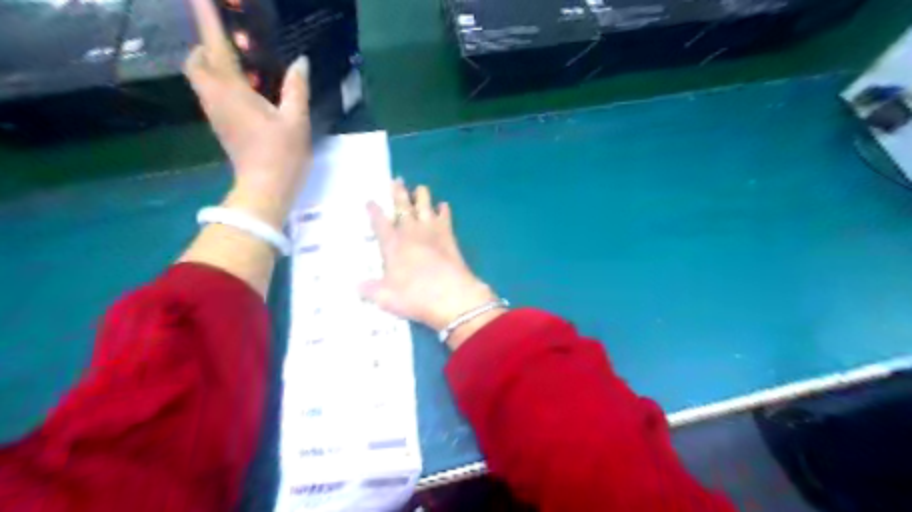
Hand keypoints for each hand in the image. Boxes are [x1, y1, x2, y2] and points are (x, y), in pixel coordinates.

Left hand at [185, 0, 313, 228]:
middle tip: (233, 44)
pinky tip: (251, 91)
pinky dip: (224, 83)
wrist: (265, 190)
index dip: (206, 18)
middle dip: (206, 45)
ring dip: (214, 64)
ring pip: (202, 78)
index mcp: (232, 92)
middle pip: (196, 62)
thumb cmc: (281, 155)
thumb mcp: (296, 121)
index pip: (214, 46)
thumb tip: (301, 62)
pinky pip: (214, 94)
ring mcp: (216, 114)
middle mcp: (216, 98)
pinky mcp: (223, 127)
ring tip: (246, 65)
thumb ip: (296, 89)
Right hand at [359, 181, 496, 335]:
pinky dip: (444, 210)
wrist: (452, 295)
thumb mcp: (385, 298)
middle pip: (403, 207)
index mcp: (392, 244)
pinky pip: (445, 217)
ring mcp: (432, 231)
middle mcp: (411, 232)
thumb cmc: (415, 296)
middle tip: (397, 180)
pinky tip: (443, 205)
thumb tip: (357, 286)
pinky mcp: (450, 236)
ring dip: (421, 196)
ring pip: (425, 206)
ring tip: (419, 188)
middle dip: (398, 193)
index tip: (371, 201)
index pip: (380, 223)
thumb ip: (370, 290)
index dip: (374, 211)